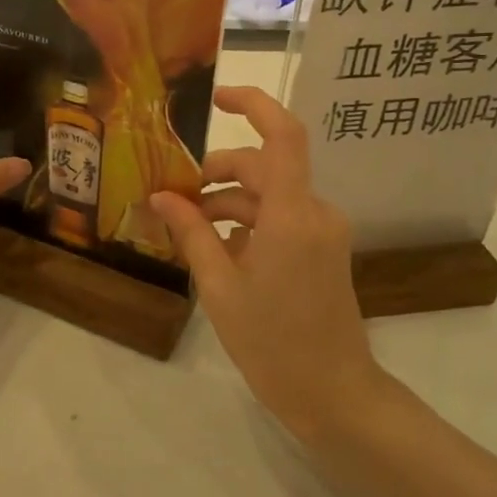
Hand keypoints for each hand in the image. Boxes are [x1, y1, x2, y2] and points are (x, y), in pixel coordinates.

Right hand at [151, 87, 382, 434]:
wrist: (335, 395)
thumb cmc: (273, 343)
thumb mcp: (220, 287)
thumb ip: (192, 234)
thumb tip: (161, 197)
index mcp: (292, 215)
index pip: (283, 135)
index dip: (253, 104)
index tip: (215, 101)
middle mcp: (314, 211)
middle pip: (263, 167)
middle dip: (216, 174)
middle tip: (174, 198)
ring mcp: (323, 230)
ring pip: (269, 194)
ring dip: (228, 202)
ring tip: (186, 228)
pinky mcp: (323, 248)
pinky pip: (281, 217)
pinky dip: (248, 222)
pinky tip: (217, 247)